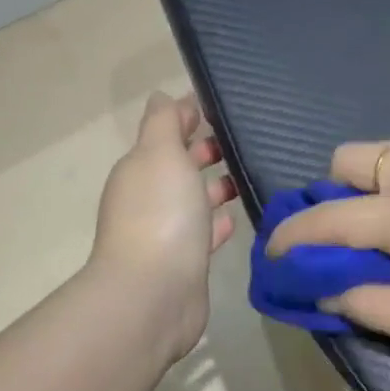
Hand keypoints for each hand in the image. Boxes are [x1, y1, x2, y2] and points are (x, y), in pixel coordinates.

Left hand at [91, 94, 237, 362]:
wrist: (154, 294)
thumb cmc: (160, 214)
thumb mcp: (161, 153)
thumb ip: (164, 122)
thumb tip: (163, 96)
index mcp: (141, 168)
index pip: (165, 132)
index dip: (189, 116)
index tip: (223, 106)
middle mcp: (149, 198)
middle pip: (178, 166)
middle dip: (204, 151)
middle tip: (243, 141)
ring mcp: (166, 232)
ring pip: (193, 200)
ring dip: (214, 187)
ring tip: (248, 175)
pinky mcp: (185, 262)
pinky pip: (203, 233)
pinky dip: (217, 222)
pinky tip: (236, 218)